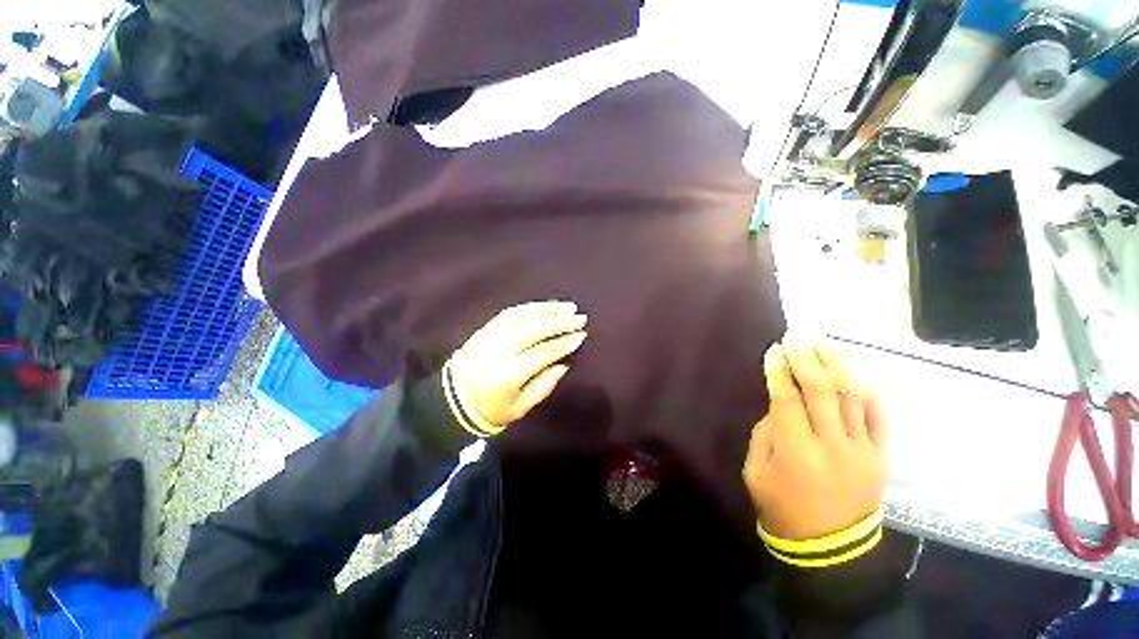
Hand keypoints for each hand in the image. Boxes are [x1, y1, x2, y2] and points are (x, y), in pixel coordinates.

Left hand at [451, 301, 587, 428]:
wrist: (452, 399)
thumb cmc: (490, 408)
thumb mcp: (520, 407)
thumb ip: (544, 386)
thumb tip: (563, 364)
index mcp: (510, 373)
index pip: (543, 352)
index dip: (564, 343)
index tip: (581, 336)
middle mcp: (501, 349)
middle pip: (535, 329)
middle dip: (561, 322)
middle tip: (580, 317)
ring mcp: (491, 335)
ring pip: (523, 316)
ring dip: (548, 309)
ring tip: (568, 306)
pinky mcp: (485, 329)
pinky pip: (510, 313)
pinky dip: (530, 307)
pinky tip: (544, 306)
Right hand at [742, 336, 886, 540]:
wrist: (831, 549)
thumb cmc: (783, 509)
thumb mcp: (755, 473)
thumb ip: (765, 436)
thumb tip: (777, 408)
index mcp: (796, 451)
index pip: (787, 400)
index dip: (779, 372)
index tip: (774, 350)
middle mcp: (832, 445)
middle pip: (822, 391)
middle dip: (807, 359)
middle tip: (797, 336)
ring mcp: (862, 450)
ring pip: (853, 398)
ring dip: (838, 365)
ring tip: (825, 342)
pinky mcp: (880, 457)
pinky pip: (879, 418)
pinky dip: (869, 391)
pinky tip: (857, 369)